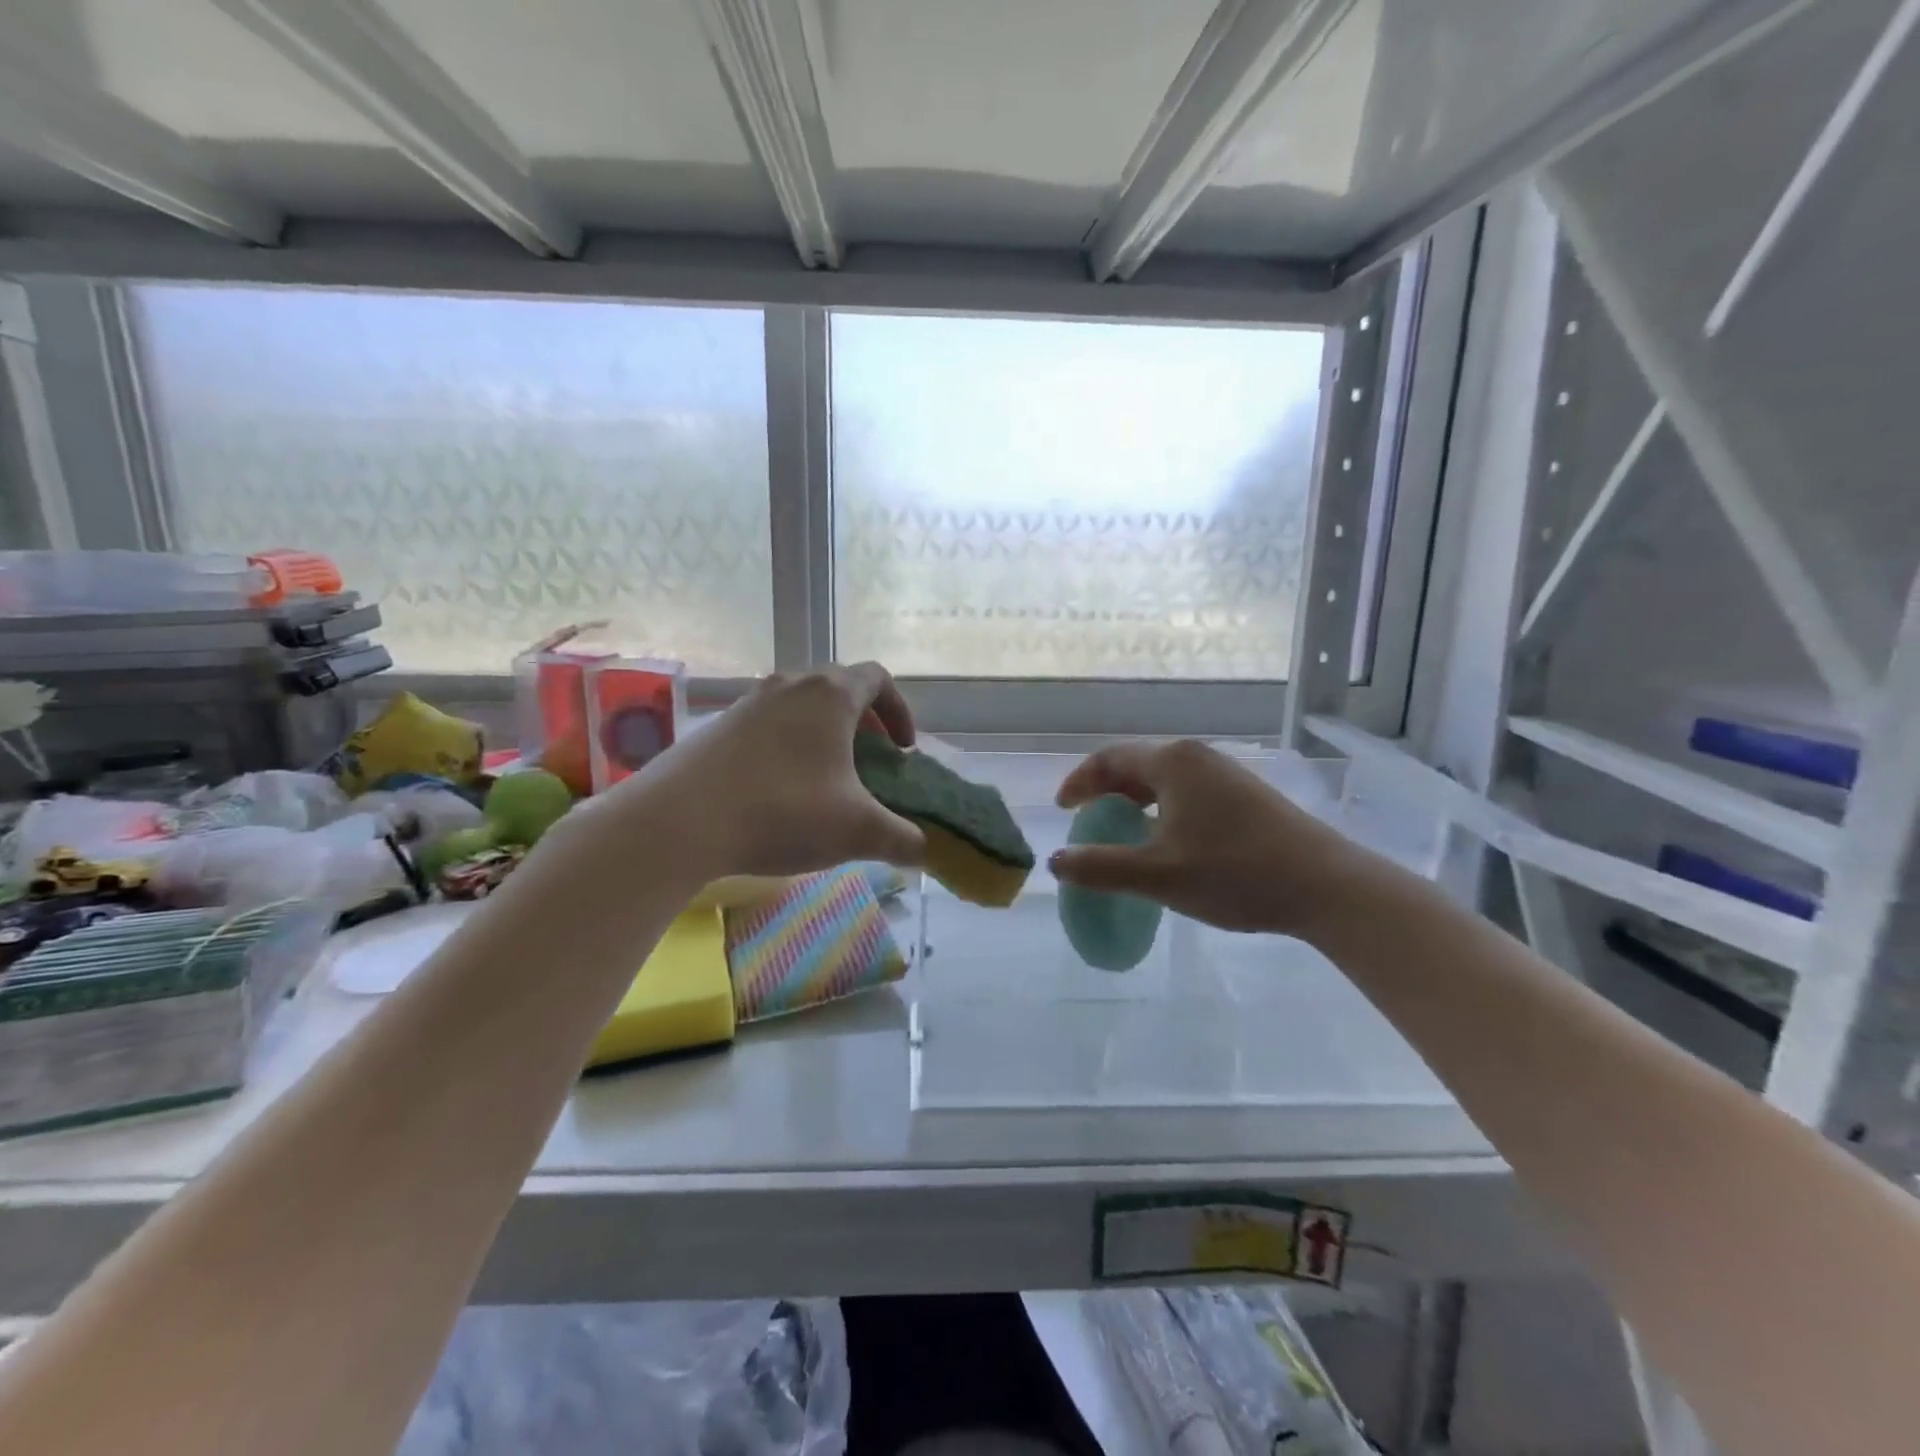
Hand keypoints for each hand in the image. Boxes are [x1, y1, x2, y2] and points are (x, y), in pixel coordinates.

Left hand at [613, 663, 925, 880]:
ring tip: (825, 779)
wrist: (679, 821)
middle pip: (839, 688)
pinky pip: (767, 725)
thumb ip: (902, 840)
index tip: (903, 750)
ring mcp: (749, 702)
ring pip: (800, 706)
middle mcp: (790, 685)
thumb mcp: (857, 831)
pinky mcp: (717, 726)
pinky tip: (778, 791)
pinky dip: (787, 746)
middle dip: (864, 723)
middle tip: (870, 764)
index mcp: (831, 694)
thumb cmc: (783, 811)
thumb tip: (924, 851)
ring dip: (823, 734)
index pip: (878, 678)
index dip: (900, 710)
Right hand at [1049, 739, 1367, 937]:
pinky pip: (1188, 791)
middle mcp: (1197, 756)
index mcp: (1172, 762)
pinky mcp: (1247, 794)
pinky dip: (1163, 808)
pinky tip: (1169, 840)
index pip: (1109, 759)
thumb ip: (1101, 867)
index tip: (1063, 809)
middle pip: (1136, 763)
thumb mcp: (1158, 875)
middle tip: (1087, 819)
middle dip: (1105, 790)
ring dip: (1135, 800)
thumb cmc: (1234, 873)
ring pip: (1164, 778)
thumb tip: (1056, 860)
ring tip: (1123, 830)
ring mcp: (1226, 773)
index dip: (1079, 782)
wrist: (1326, 886)